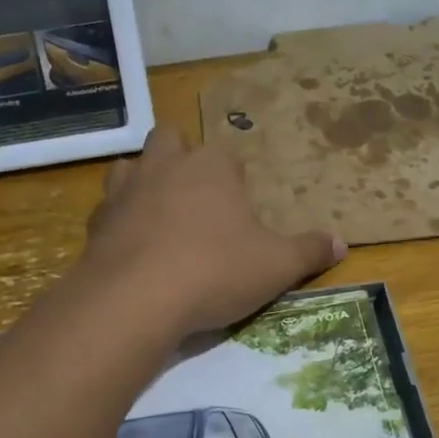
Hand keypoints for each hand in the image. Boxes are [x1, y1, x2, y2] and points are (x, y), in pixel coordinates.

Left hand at [80, 128, 345, 335]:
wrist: (136, 298)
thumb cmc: (215, 270)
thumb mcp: (276, 266)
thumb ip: (309, 251)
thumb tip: (342, 243)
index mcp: (210, 165)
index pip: (224, 152)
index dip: (232, 175)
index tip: (239, 204)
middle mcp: (164, 164)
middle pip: (169, 139)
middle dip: (180, 157)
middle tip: (195, 195)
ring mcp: (125, 190)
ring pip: (130, 166)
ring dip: (144, 182)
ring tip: (159, 214)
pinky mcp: (96, 222)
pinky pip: (108, 210)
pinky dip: (120, 221)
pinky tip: (132, 248)